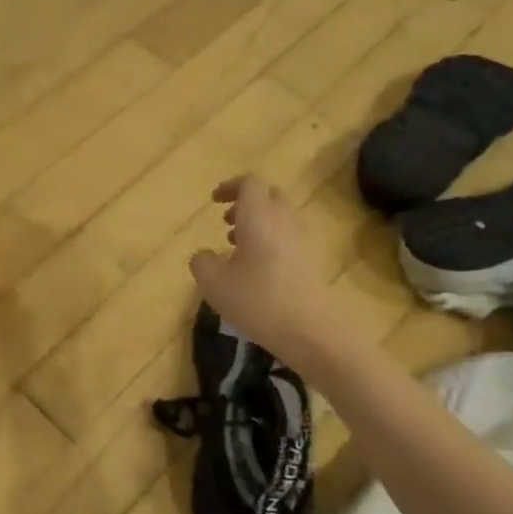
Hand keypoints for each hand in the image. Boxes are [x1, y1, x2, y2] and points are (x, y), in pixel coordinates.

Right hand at [189, 175, 338, 368]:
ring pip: (280, 217)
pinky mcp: (310, 261)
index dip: (231, 187)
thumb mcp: (213, 284)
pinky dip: (269, 240)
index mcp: (259, 217)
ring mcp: (301, 241)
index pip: (250, 183)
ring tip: (235, 246)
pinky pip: (288, 237)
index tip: (214, 201)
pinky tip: (254, 268)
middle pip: (269, 195)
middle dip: (246, 203)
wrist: (311, 330)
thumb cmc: (257, 300)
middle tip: (226, 221)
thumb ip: (202, 263)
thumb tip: (204, 255)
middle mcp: (283, 221)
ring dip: (257, 223)